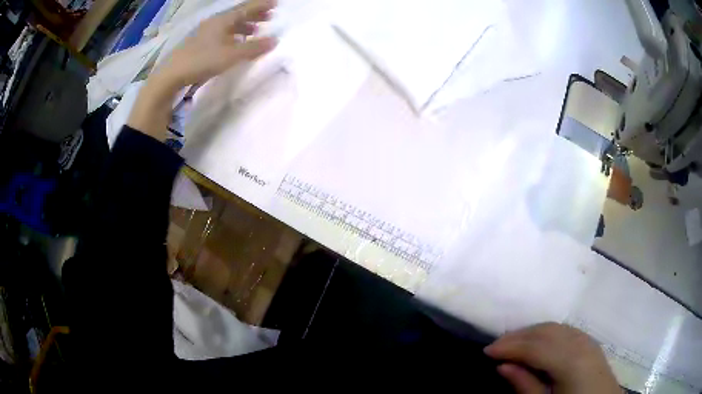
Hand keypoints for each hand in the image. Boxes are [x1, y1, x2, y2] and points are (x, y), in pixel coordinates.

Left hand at [156, 0, 277, 87]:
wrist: (172, 75)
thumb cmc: (202, 60)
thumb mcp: (231, 55)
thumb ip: (253, 48)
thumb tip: (275, 40)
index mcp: (222, 20)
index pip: (246, 8)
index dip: (261, 5)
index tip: (275, 3)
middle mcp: (214, 23)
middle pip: (237, 14)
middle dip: (254, 15)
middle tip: (268, 17)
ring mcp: (205, 32)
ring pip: (229, 24)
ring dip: (243, 25)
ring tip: (254, 31)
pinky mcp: (199, 43)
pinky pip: (221, 33)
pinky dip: (233, 35)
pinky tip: (235, 43)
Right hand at [484, 323, 620, 393]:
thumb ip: (526, 386)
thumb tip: (502, 366)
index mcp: (571, 361)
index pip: (535, 346)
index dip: (509, 346)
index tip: (485, 351)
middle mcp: (580, 343)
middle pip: (545, 331)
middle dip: (517, 336)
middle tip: (494, 347)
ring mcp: (587, 339)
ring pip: (554, 327)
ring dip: (530, 332)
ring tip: (511, 344)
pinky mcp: (590, 342)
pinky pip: (564, 330)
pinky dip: (546, 333)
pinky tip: (536, 343)